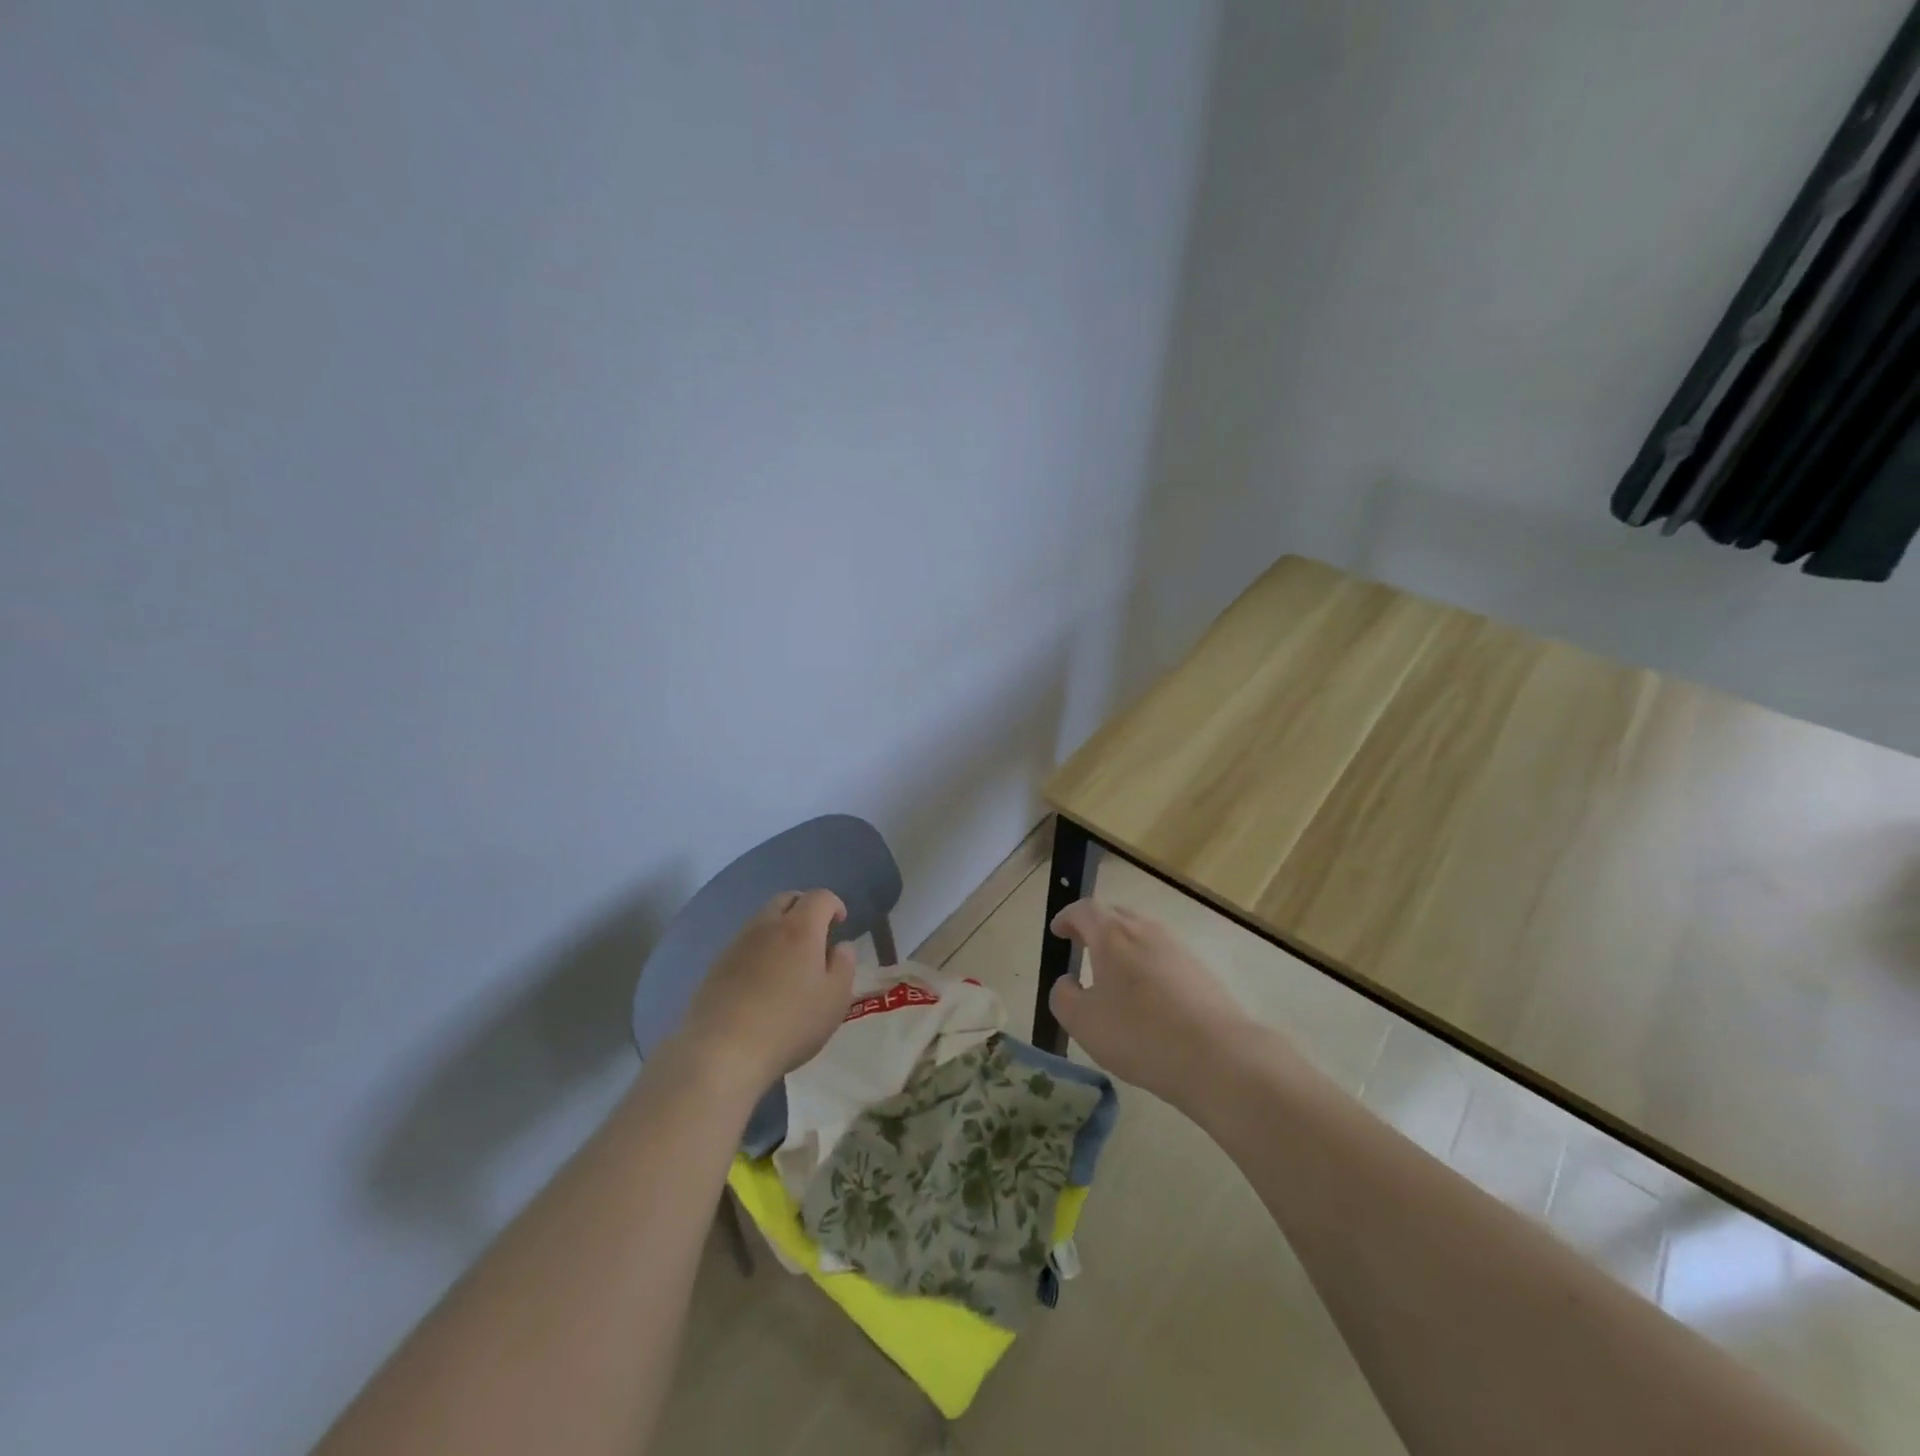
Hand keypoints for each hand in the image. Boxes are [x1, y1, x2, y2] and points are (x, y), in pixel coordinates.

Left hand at [677, 890, 856, 1094]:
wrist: (721, 1051)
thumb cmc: (789, 1023)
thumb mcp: (835, 999)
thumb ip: (844, 966)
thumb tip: (842, 946)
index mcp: (800, 928)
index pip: (820, 897)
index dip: (834, 904)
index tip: (840, 923)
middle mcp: (767, 926)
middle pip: (786, 899)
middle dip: (805, 908)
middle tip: (816, 933)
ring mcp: (737, 944)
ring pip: (763, 919)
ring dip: (780, 927)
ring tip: (790, 960)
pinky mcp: (716, 966)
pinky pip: (744, 943)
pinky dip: (760, 949)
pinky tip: (762, 980)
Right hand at [1047, 900, 1252, 1106]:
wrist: (1218, 1056)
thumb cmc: (1139, 1033)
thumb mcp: (1083, 1022)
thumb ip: (1063, 996)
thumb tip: (1068, 983)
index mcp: (1112, 934)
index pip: (1085, 910)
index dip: (1067, 917)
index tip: (1058, 931)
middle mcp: (1146, 930)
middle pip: (1116, 916)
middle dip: (1095, 927)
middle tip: (1082, 945)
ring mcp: (1177, 948)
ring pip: (1143, 935)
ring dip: (1123, 946)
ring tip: (1113, 973)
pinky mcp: (1200, 970)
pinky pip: (1163, 956)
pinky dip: (1147, 965)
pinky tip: (1147, 997)